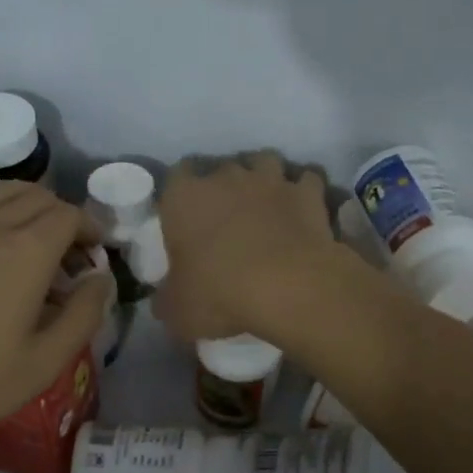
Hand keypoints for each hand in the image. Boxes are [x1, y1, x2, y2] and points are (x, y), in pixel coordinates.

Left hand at [0, 178, 112, 453]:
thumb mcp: (44, 362)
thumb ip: (84, 315)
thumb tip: (101, 280)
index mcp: (28, 251)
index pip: (70, 216)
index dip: (89, 229)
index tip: (94, 255)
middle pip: (37, 197)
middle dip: (61, 216)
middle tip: (67, 254)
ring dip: (21, 201)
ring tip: (28, 231)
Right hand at [153, 152, 340, 342]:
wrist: (290, 288)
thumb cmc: (220, 294)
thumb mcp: (177, 310)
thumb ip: (167, 299)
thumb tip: (166, 300)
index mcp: (184, 197)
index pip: (176, 175)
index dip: (181, 192)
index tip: (186, 214)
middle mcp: (226, 177)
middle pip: (221, 168)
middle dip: (224, 187)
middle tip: (227, 218)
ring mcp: (270, 180)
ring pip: (264, 161)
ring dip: (263, 178)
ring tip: (265, 203)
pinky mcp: (307, 192)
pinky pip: (306, 180)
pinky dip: (304, 191)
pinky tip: (303, 210)